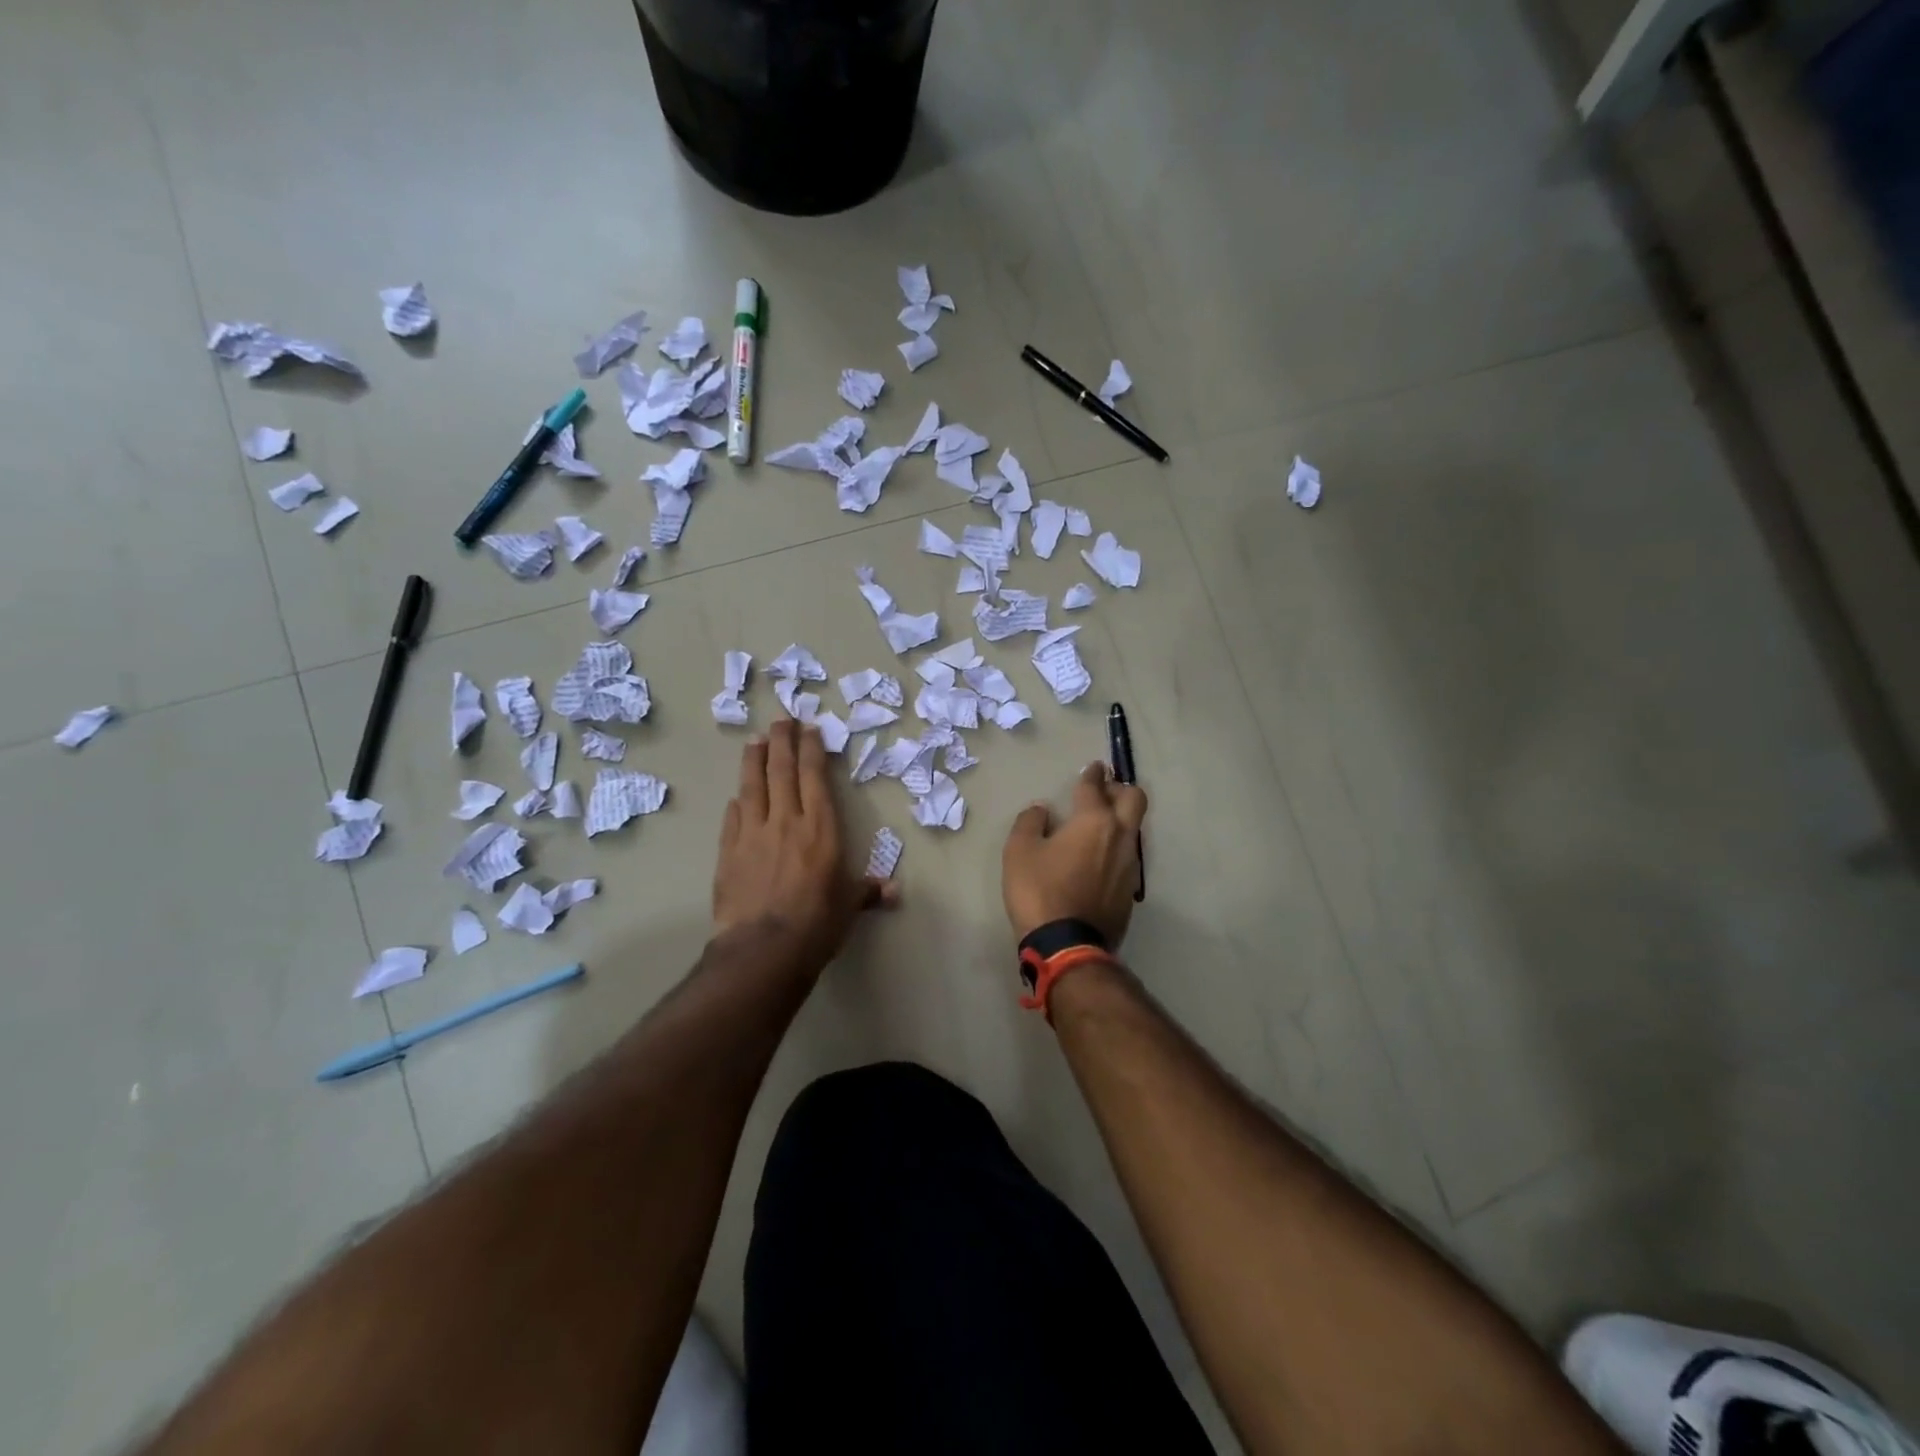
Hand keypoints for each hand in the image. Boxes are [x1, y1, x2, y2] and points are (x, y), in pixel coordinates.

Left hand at [714, 720, 895, 977]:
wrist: (764, 949)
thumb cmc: (817, 924)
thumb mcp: (848, 906)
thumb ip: (868, 892)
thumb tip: (894, 891)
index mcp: (820, 828)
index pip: (814, 777)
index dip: (811, 750)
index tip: (808, 728)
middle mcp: (786, 821)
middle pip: (782, 771)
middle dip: (782, 742)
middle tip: (780, 719)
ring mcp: (752, 834)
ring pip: (753, 787)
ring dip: (753, 761)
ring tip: (754, 740)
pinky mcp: (728, 853)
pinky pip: (732, 819)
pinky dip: (737, 803)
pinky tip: (736, 796)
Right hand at [1002, 762, 1148, 946]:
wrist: (1067, 945)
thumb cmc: (1039, 890)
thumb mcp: (1019, 851)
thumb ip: (1030, 822)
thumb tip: (1041, 811)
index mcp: (1094, 820)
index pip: (1095, 786)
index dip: (1092, 774)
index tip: (1092, 767)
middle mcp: (1120, 836)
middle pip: (1134, 799)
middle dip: (1120, 788)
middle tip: (1103, 791)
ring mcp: (1130, 865)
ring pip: (1134, 829)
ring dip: (1120, 820)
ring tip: (1099, 825)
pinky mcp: (1130, 891)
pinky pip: (1127, 857)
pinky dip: (1116, 848)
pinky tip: (1098, 859)